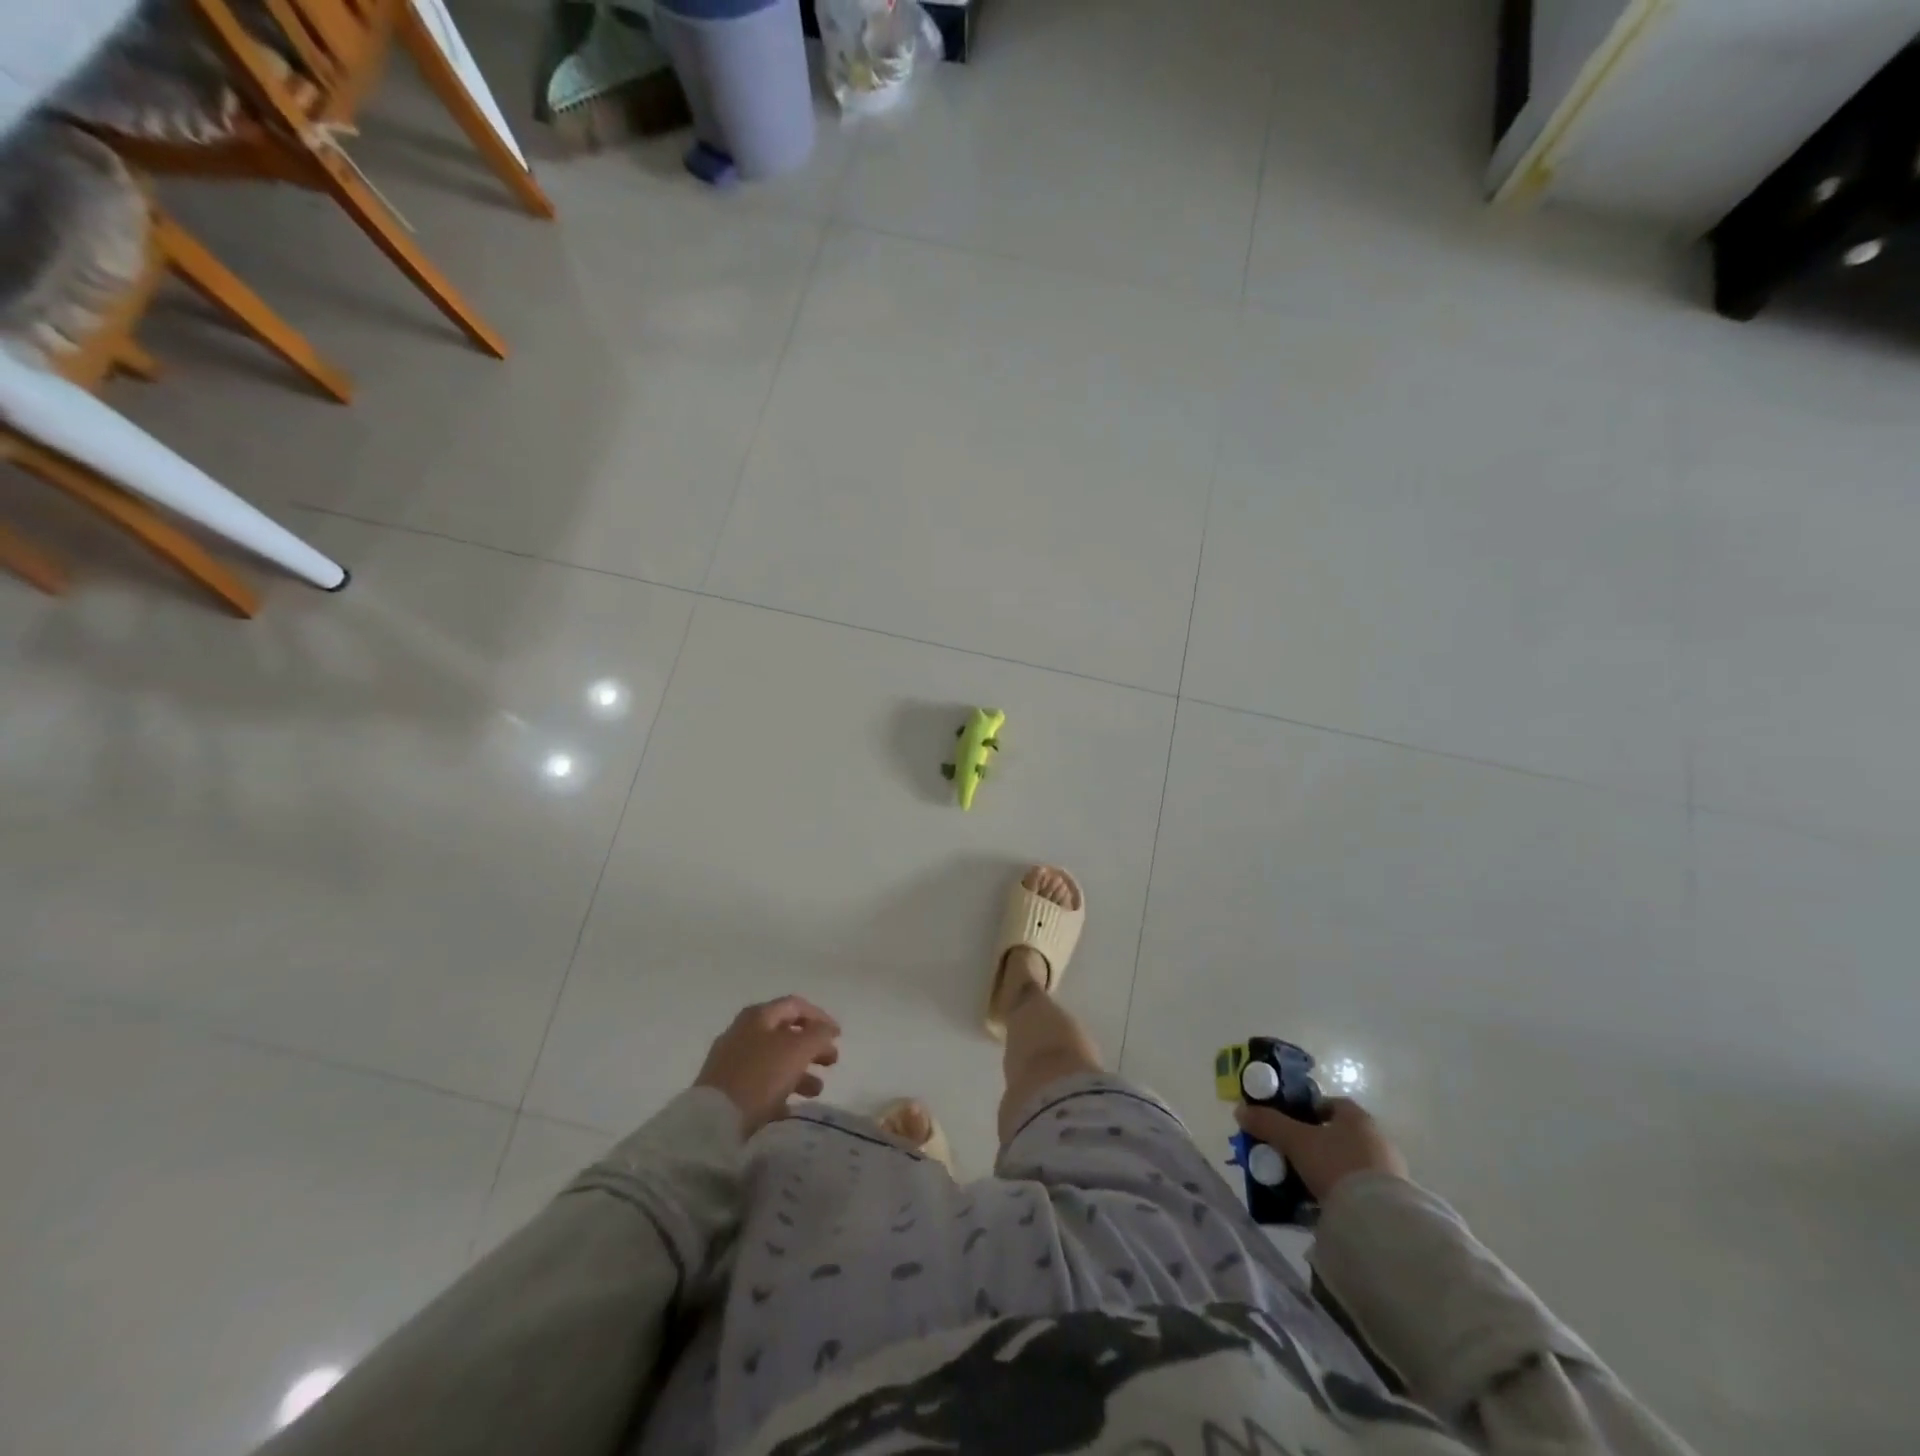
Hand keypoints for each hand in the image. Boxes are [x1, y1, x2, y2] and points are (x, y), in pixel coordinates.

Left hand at [694, 996, 841, 1135]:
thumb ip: (818, 1034)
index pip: (795, 1005)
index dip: (820, 1017)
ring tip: (816, 1090)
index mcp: (758, 1016)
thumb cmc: (760, 1076)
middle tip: (832, 1061)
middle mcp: (742, 1032)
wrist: (713, 1121)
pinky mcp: (725, 1089)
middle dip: (812, 1047)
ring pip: (774, 1060)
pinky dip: (779, 1090)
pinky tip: (790, 1107)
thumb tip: (826, 1029)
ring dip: (800, 1071)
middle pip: (785, 1033)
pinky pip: (759, 1084)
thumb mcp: (798, 1049)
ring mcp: (731, 1061)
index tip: (838, 1035)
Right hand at [1235, 1097, 1406, 1201]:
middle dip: (1315, 1143)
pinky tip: (1326, 1204)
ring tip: (1305, 1184)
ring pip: (1350, 1162)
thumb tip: (1240, 1111)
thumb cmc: (1336, 1164)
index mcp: (1356, 1116)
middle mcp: (1377, 1137)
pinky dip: (1344, 1192)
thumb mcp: (1295, 1141)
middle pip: (1339, 1134)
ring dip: (1330, 1169)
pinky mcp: (1394, 1199)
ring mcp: (1389, 1170)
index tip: (1289, 1126)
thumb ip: (1268, 1123)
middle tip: (1292, 1156)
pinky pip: (1361, 1188)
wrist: (1379, 1219)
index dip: (1306, 1111)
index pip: (1329, 1105)